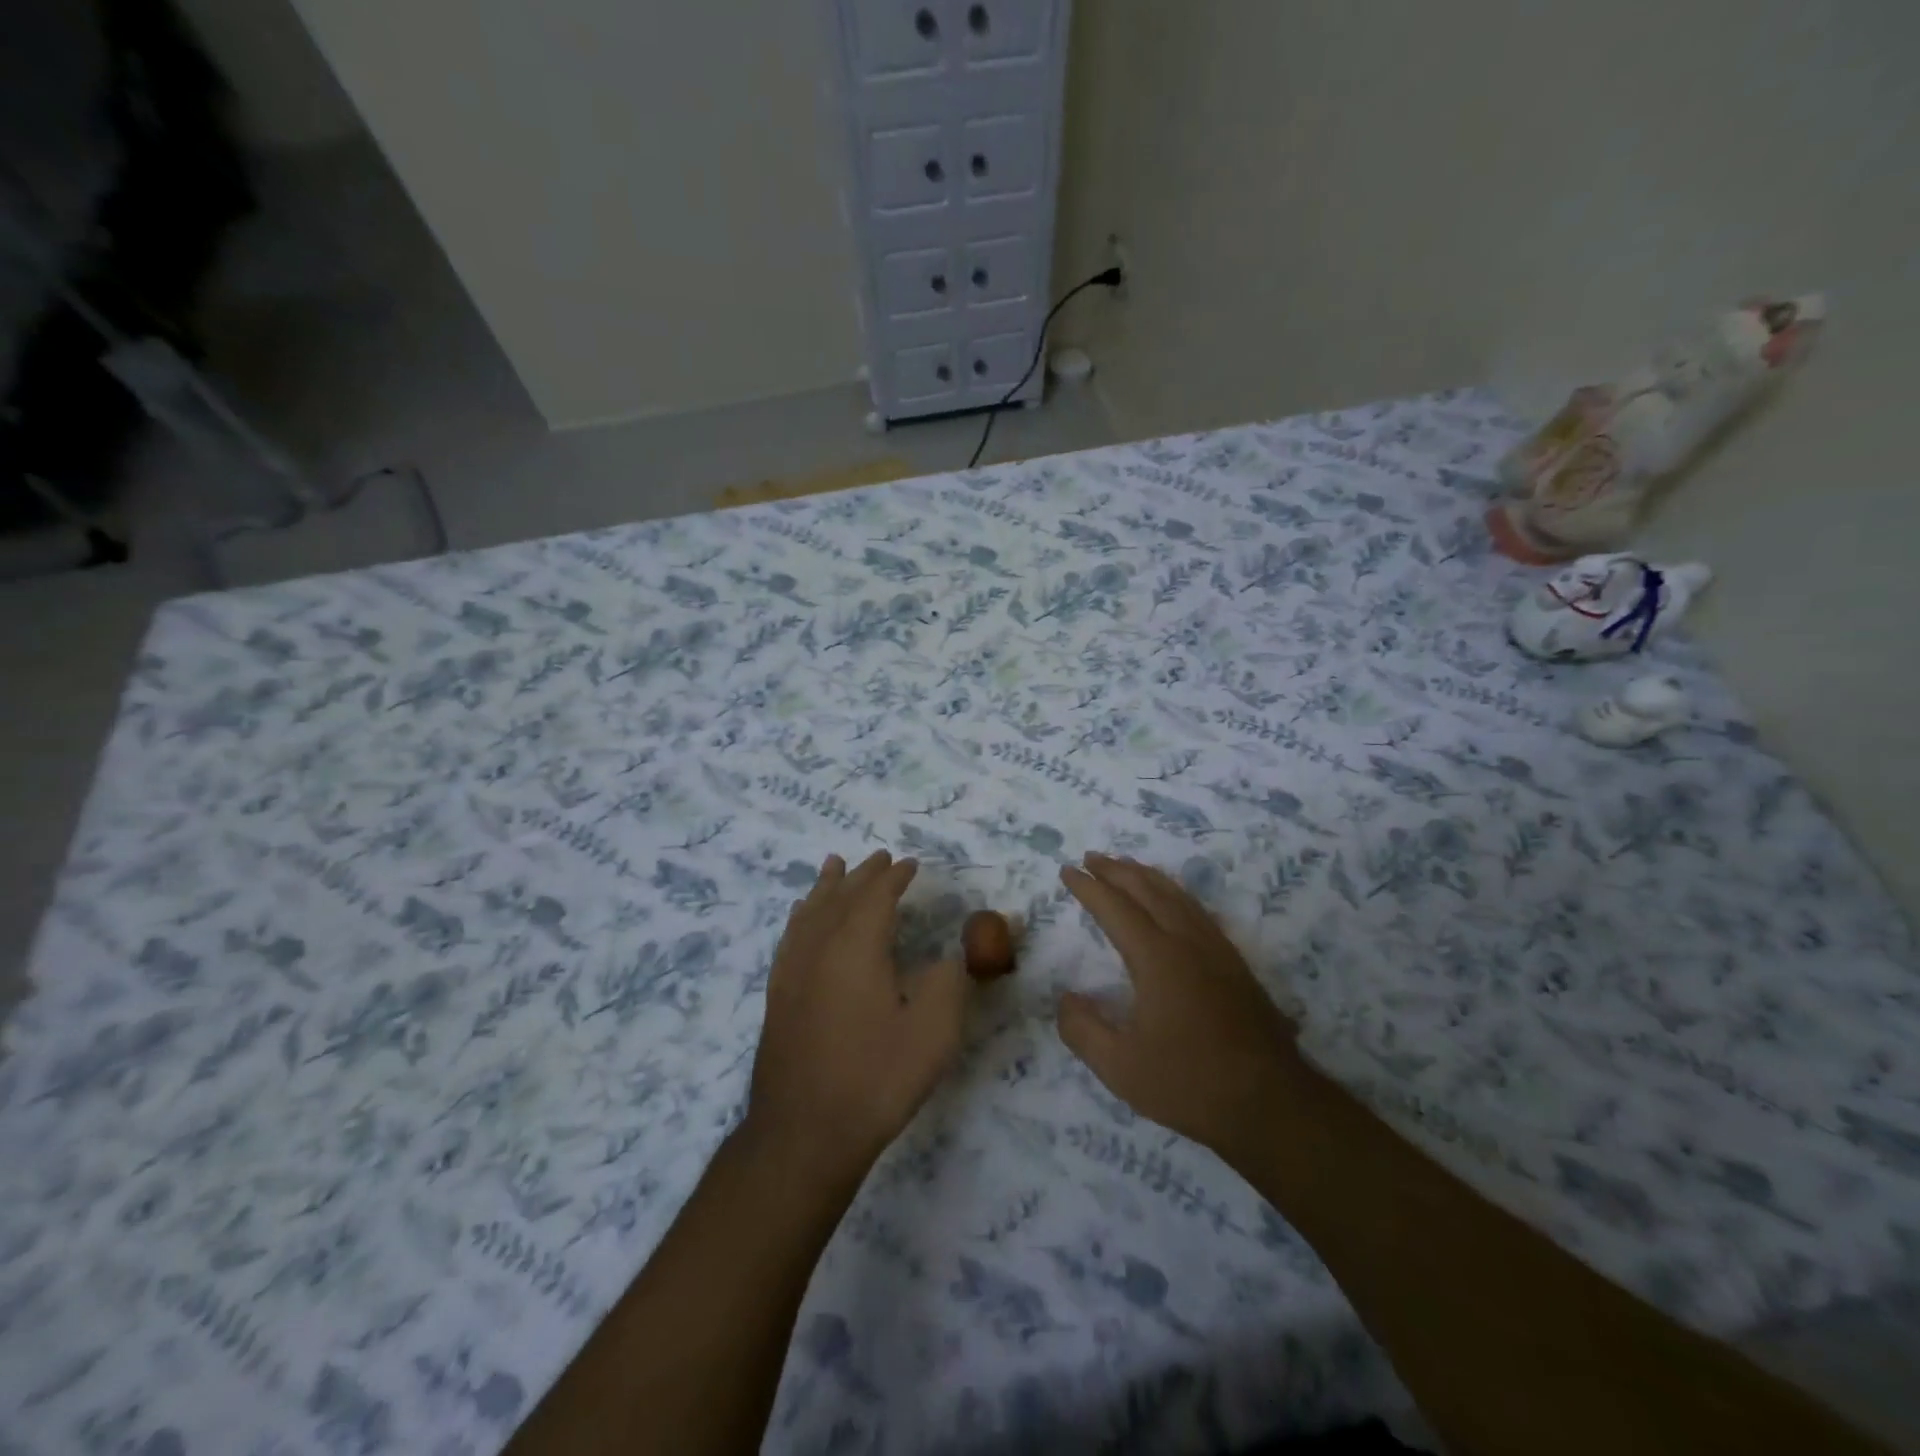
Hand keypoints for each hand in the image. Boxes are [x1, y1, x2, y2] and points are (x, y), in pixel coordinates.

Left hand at [745, 851, 969, 1180]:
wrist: (804, 1134)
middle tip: (880, 857)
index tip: (910, 864)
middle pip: (840, 896)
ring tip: (834, 866)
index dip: (895, 877)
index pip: (876, 896)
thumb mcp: (933, 1031)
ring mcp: (792, 971)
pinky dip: (801, 915)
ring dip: (826, 886)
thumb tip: (950, 954)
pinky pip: (790, 937)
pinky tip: (801, 918)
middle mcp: (819, 947)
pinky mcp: (777, 995)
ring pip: (810, 911)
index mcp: (856, 946)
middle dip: (863, 875)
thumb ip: (949, 980)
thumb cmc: (875, 1079)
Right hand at [1057, 853, 1304, 1161]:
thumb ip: (1083, 1029)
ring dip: (1146, 875)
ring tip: (1125, 866)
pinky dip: (1174, 892)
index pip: (1115, 909)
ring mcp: (1216, 949)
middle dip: (1116, 870)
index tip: (1067, 870)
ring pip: (1176, 895)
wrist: (1270, 1104)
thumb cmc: (1190, 1084)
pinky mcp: (1235, 963)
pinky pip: (1197, 910)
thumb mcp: (1120, 1067)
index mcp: (1157, 958)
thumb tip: (1066, 999)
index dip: (1088, 887)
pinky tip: (1172, 901)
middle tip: (1090, 857)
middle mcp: (1187, 941)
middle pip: (1147, 890)